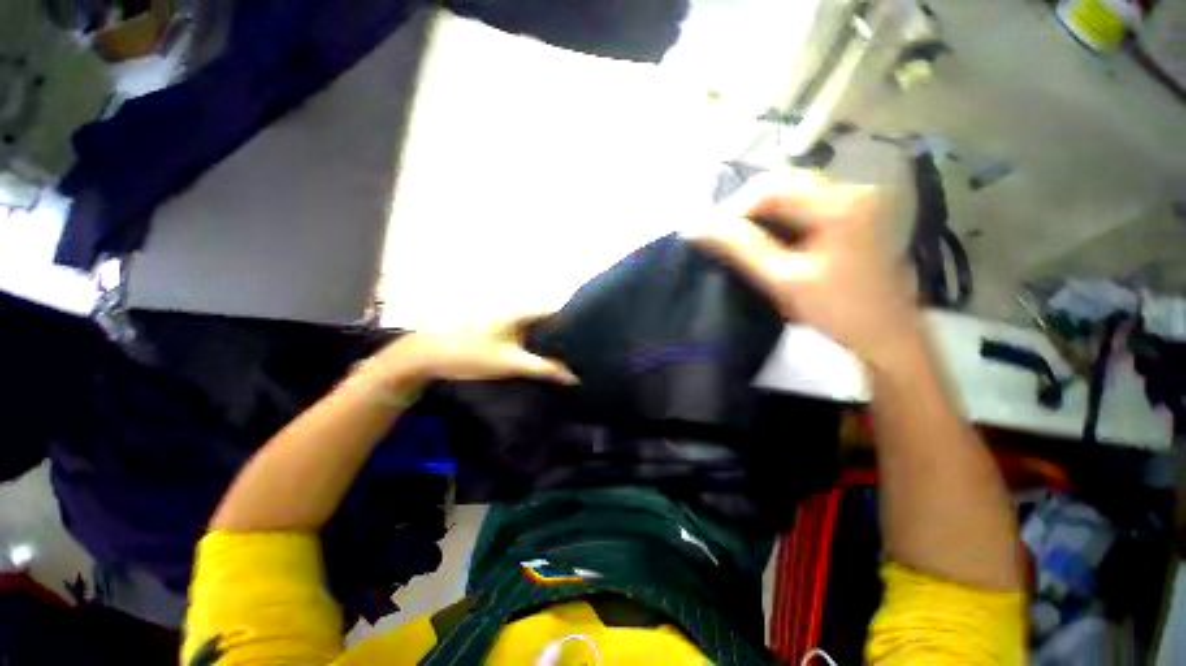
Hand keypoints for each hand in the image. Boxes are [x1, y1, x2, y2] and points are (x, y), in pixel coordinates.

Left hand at [365, 316, 578, 386]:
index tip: (586, 343)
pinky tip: (536, 355)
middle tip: (576, 354)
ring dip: (546, 340)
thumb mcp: (512, 364)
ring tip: (561, 356)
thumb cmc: (471, 356)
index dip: (574, 327)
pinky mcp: (495, 324)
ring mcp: (504, 315)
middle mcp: (516, 308)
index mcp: (522, 311)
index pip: (557, 314)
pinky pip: (522, 330)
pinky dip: (532, 341)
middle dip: (561, 336)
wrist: (426, 355)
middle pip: (547, 320)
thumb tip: (574, 377)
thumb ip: (546, 369)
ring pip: (534, 326)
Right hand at [689, 172, 919, 362]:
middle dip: (747, 209)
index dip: (734, 209)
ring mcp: (857, 200)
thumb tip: (698, 228)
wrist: (888, 336)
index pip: (771, 188)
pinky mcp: (855, 213)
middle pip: (784, 183)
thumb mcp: (783, 280)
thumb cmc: (838, 311)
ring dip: (762, 213)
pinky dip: (780, 218)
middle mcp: (852, 189)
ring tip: (740, 239)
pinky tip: (769, 239)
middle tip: (724, 237)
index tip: (713, 236)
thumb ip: (741, 248)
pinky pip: (806, 205)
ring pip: (793, 193)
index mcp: (841, 203)